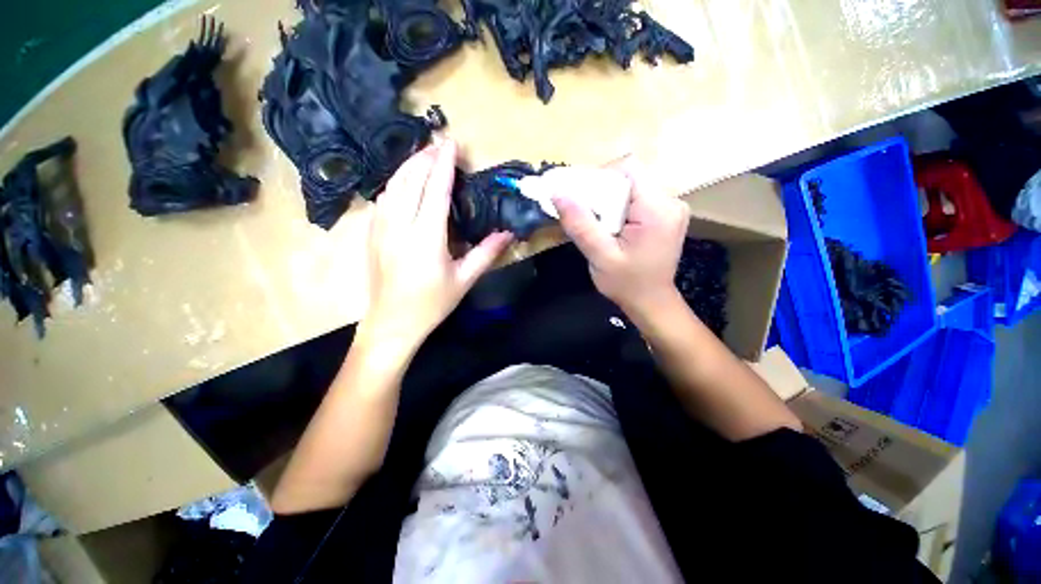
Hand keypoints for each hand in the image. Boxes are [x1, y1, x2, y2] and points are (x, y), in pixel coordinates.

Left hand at [359, 139, 513, 355]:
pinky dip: (396, 182)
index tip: (451, 143)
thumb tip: (507, 233)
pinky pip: (383, 198)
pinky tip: (404, 180)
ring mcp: (381, 229)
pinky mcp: (372, 234)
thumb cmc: (432, 304)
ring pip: (393, 185)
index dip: (444, 165)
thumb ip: (486, 253)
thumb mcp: (464, 280)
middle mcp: (400, 227)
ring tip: (424, 155)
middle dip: (425, 158)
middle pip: (410, 180)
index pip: (435, 190)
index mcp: (426, 239)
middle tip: (440, 144)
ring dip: (408, 166)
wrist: (392, 323)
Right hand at [553, 156, 689, 317]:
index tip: (583, 200)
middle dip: (602, 192)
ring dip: (610, 200)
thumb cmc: (626, 284)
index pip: (628, 168)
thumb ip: (580, 224)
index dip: (600, 177)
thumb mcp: (599, 256)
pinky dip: (619, 206)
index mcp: (657, 209)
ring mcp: (672, 207)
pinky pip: (638, 197)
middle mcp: (671, 201)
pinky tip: (611, 226)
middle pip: (629, 177)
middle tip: (585, 215)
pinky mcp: (667, 214)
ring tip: (597, 223)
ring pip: (632, 186)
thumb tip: (557, 192)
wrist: (651, 302)